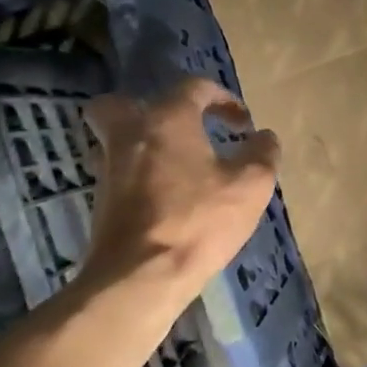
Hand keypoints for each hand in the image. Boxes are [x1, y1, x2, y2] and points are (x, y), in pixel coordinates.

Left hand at [71, 78, 280, 300]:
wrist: (140, 277)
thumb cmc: (199, 222)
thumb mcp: (250, 186)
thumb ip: (262, 154)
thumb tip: (265, 136)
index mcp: (167, 120)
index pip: (193, 88)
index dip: (223, 98)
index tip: (242, 124)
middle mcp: (130, 134)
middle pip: (123, 104)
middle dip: (151, 109)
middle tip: (179, 129)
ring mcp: (109, 168)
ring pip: (116, 140)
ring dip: (143, 144)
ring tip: (176, 166)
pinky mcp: (101, 202)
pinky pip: (119, 172)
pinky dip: (138, 175)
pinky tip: (165, 196)